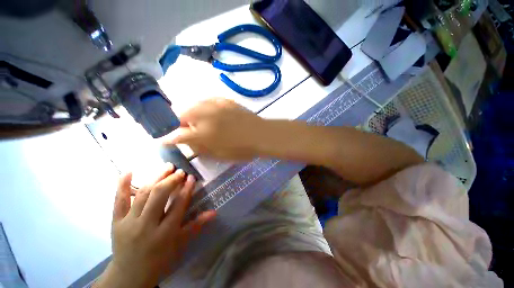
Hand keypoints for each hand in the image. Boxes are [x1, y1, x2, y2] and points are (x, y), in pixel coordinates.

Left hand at [94, 165, 215, 287]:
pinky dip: (122, 185)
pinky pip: (118, 200)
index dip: (186, 189)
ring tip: (166, 167)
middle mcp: (147, 225)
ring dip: (156, 178)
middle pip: (159, 195)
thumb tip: (214, 212)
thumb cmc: (159, 259)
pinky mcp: (115, 222)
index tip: (191, 177)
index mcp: (165, 232)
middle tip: (179, 171)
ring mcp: (129, 222)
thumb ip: (196, 226)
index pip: (178, 205)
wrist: (128, 276)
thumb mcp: (180, 244)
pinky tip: (129, 171)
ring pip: (142, 194)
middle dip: (171, 180)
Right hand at [165, 98, 266, 159]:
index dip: (170, 138)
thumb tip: (184, 143)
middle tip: (190, 130)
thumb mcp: (218, 153)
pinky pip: (208, 100)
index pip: (178, 134)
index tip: (166, 140)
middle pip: (183, 114)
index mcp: (203, 132)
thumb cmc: (241, 148)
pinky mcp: (225, 100)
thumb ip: (199, 147)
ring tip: (201, 121)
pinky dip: (205, 106)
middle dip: (182, 123)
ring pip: (194, 105)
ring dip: (193, 113)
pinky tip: (211, 112)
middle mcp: (205, 115)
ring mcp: (215, 105)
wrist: (261, 134)